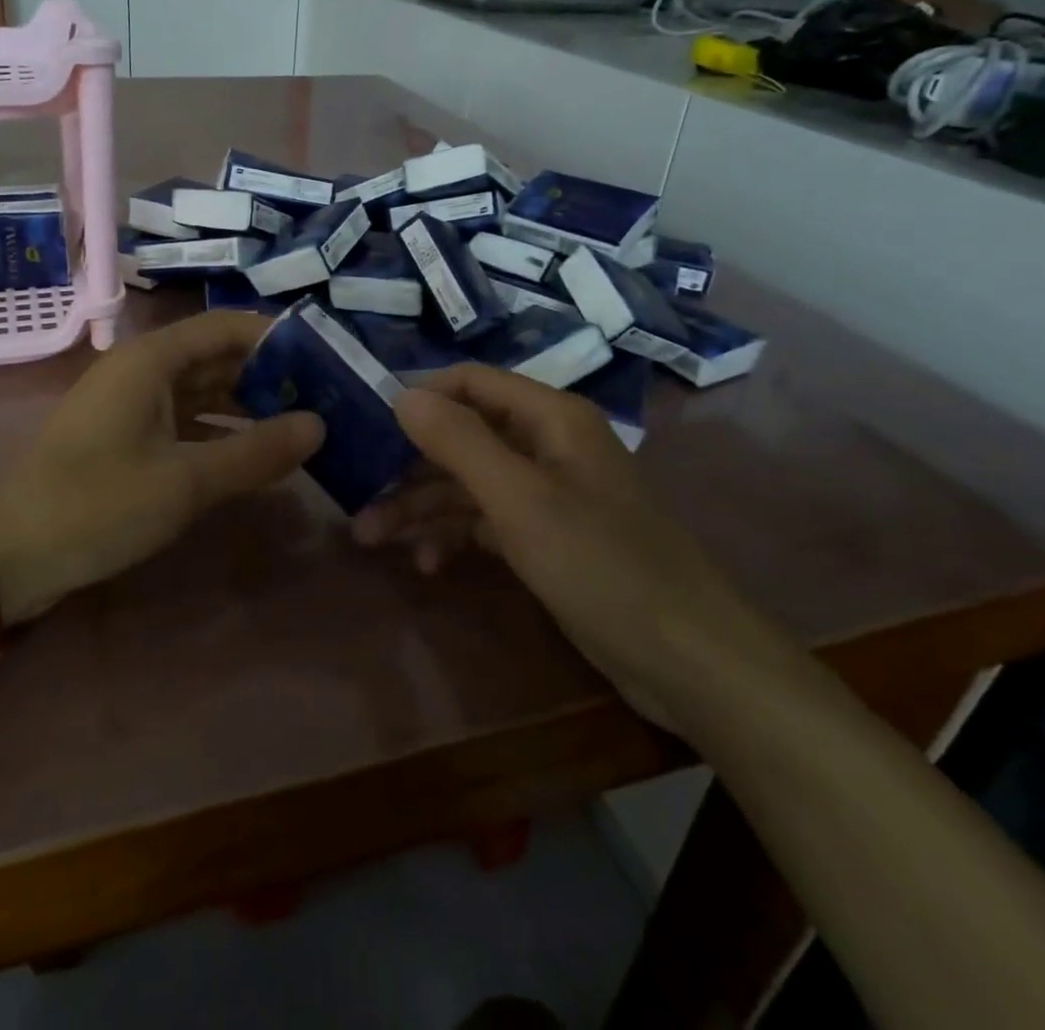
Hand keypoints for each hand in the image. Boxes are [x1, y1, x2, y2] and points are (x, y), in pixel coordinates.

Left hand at [0, 311, 323, 622]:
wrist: (6, 555)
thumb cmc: (97, 504)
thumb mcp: (185, 481)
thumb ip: (256, 452)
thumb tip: (319, 424)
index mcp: (151, 360)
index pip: (226, 327)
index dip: (276, 337)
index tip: (325, 359)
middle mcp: (142, 371)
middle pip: (216, 358)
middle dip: (268, 376)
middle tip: (324, 398)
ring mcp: (131, 406)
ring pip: (202, 393)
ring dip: (247, 407)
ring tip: (302, 426)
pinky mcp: (125, 439)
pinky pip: (184, 423)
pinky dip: (219, 434)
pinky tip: (255, 457)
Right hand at [356, 364, 782, 730]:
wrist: (687, 660)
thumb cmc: (601, 565)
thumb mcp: (520, 500)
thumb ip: (459, 442)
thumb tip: (403, 395)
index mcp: (550, 418)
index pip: (472, 383)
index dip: (421, 396)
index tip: (368, 423)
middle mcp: (547, 446)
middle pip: (464, 437)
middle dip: (409, 466)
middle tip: (357, 495)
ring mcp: (547, 495)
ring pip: (469, 484)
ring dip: (422, 507)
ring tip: (370, 538)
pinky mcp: (546, 539)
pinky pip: (487, 523)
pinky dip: (454, 537)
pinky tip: (427, 564)